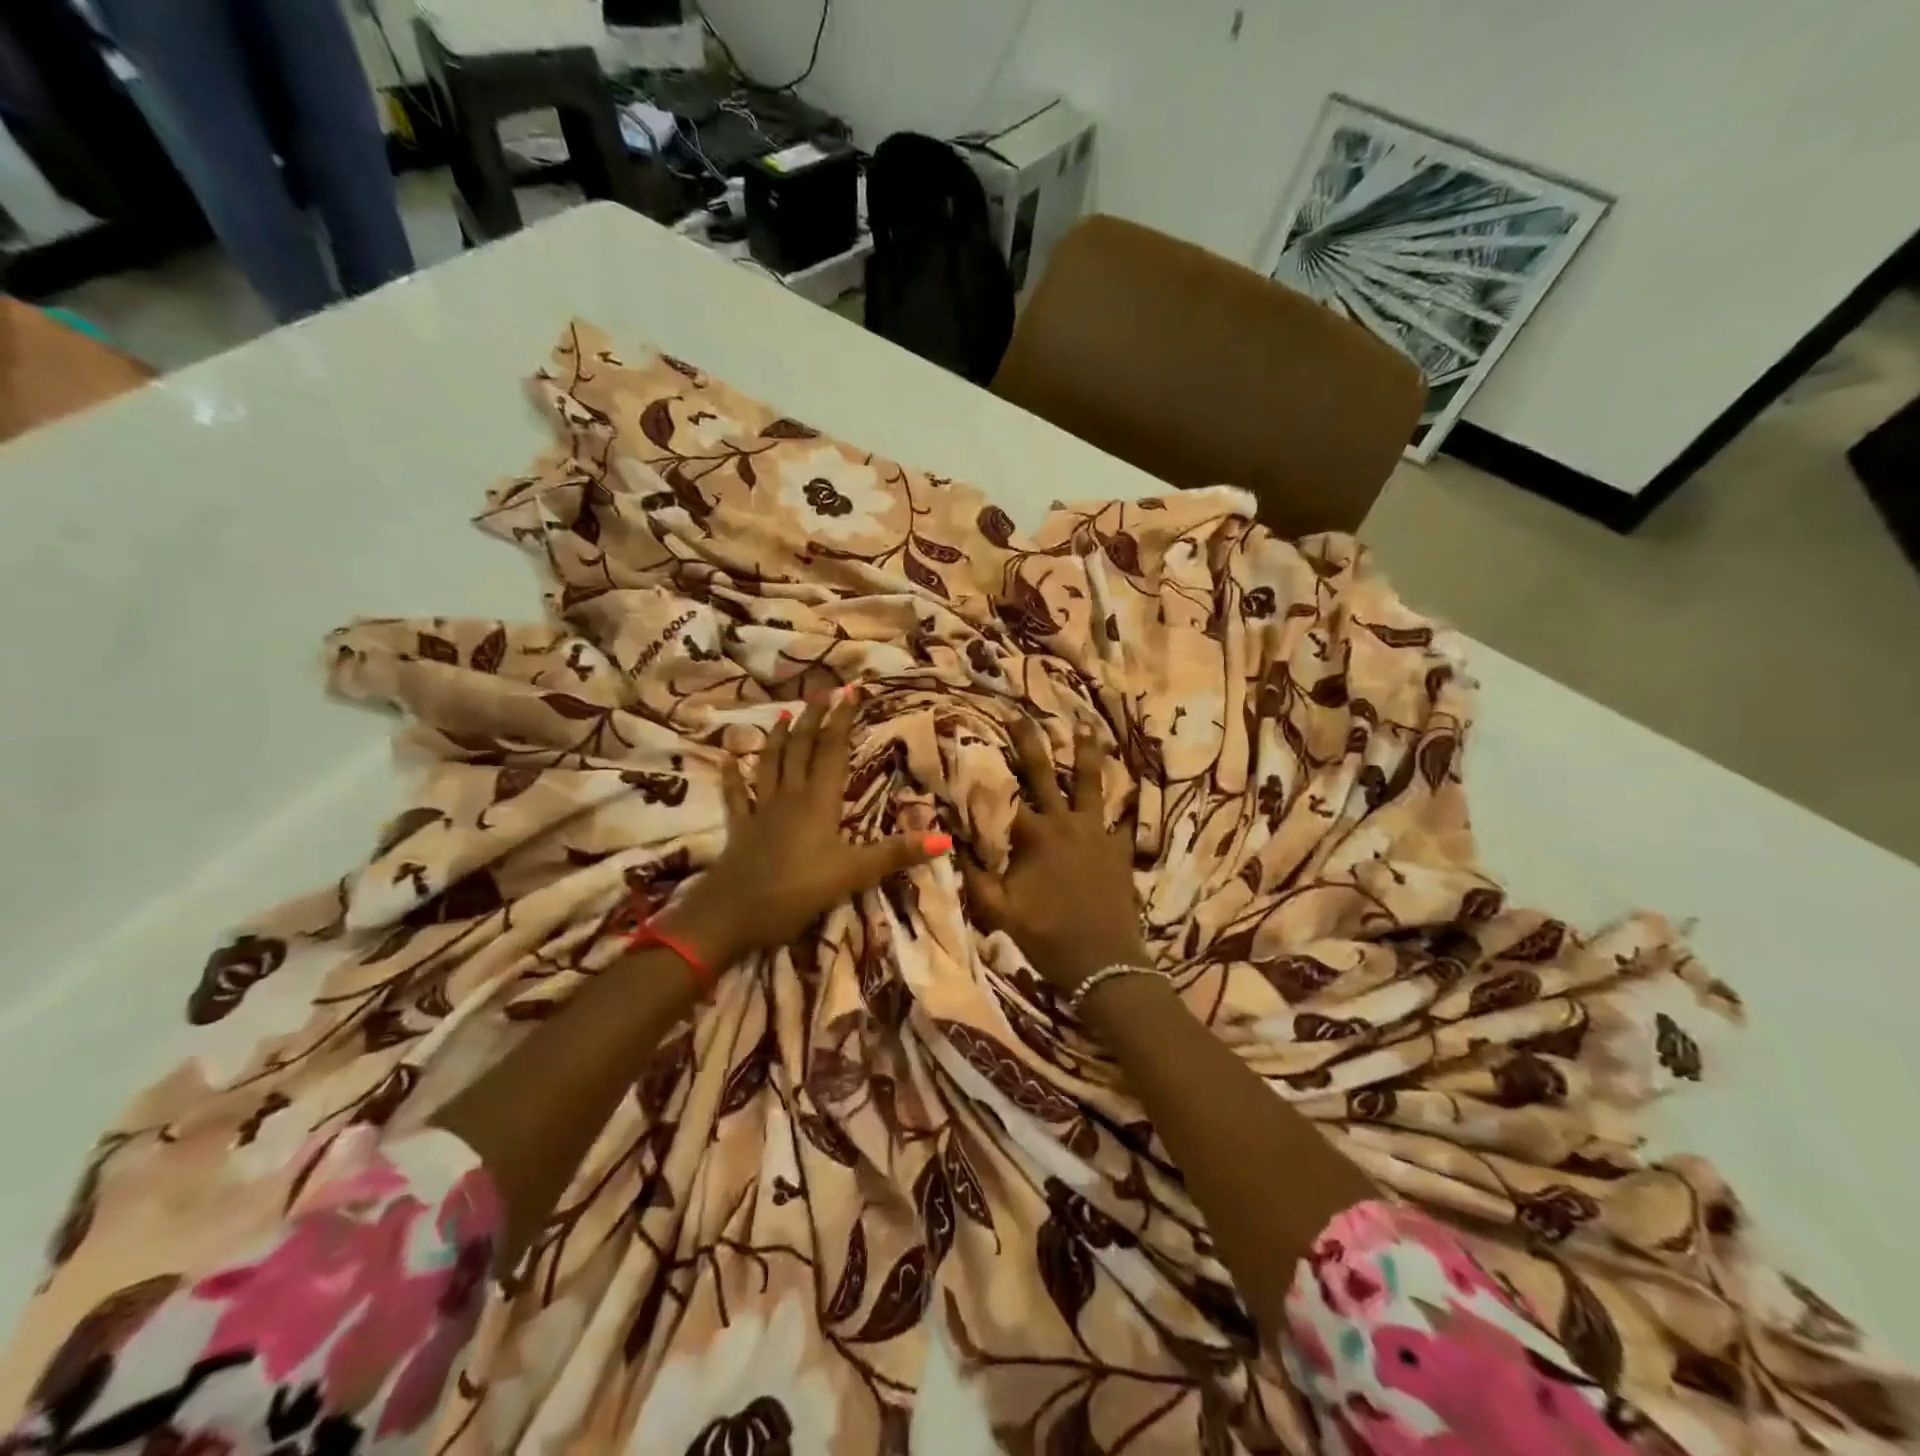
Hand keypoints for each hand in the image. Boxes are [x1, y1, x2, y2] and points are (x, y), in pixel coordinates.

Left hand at [662, 689, 949, 968]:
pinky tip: (727, 758)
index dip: (843, 720)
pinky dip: (732, 775)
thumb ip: (896, 854)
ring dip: (778, 738)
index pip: (834, 751)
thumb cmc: (797, 892)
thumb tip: (945, 839)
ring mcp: (762, 811)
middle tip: (822, 691)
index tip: (850, 690)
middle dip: (813, 718)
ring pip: (770, 764)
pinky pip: (736, 796)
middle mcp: (789, 797)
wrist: (733, 914)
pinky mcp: (740, 829)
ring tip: (783, 715)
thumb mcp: (853, 874)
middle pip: (802, 749)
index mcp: (819, 802)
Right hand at [961, 718, 1147, 991]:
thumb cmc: (1047, 936)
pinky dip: (1124, 805)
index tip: (975, 739)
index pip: (1005, 793)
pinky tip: (1129, 791)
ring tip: (1086, 726)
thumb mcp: (1000, 911)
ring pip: (1092, 784)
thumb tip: (946, 844)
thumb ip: (974, 877)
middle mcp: (1065, 823)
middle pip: (1045, 774)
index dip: (987, 767)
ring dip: (1087, 754)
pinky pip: (1123, 821)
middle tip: (1020, 713)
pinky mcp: (1120, 850)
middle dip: (1030, 741)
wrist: (1104, 964)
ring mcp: (1097, 834)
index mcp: (1034, 836)